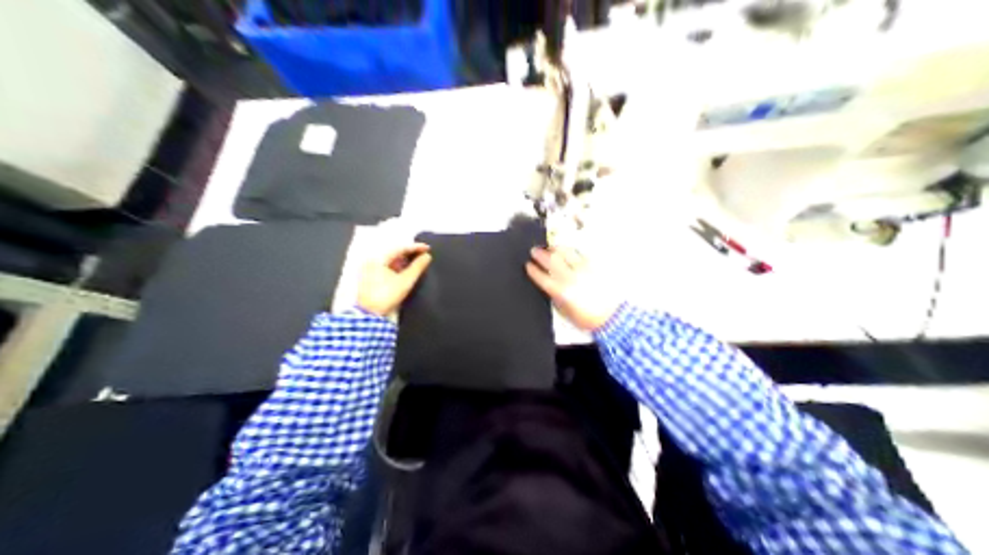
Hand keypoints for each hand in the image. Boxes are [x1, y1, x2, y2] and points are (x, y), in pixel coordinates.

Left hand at [358, 242, 430, 314]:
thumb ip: (417, 267)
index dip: (415, 248)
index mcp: (377, 259)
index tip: (428, 248)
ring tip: (418, 262)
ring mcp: (370, 270)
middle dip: (410, 254)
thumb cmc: (387, 295)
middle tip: (424, 254)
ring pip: (391, 261)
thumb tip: (427, 256)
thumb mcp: (405, 281)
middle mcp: (372, 261)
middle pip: (394, 253)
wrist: (370, 315)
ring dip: (405, 261)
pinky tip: (407, 270)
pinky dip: (398, 268)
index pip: (399, 249)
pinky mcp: (371, 278)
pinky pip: (387, 268)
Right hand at [525, 246, 614, 330]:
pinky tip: (567, 251)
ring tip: (550, 248)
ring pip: (566, 252)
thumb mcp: (564, 312)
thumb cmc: (586, 318)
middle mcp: (570, 277)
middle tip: (534, 251)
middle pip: (551, 260)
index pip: (541, 277)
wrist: (611, 317)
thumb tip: (548, 286)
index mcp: (561, 291)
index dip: (532, 270)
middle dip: (540, 254)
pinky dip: (571, 251)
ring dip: (555, 248)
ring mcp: (583, 269)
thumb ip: (555, 297)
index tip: (528, 265)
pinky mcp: (594, 266)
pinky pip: (580, 254)